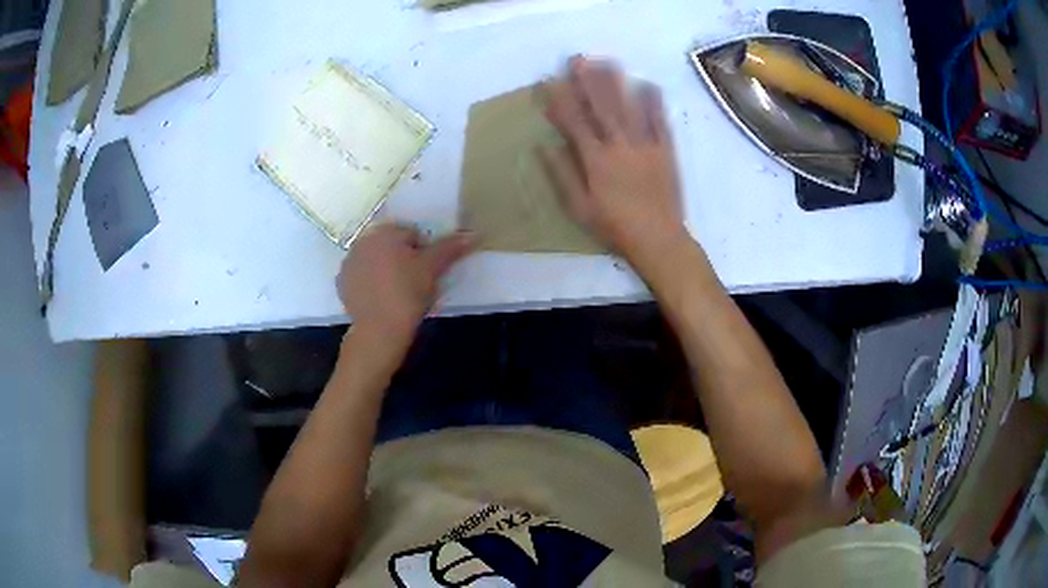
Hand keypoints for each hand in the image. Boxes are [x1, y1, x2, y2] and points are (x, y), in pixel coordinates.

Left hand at [337, 224, 473, 345]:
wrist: (379, 330)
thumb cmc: (408, 293)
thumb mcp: (433, 268)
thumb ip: (451, 247)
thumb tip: (474, 233)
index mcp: (385, 232)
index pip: (412, 234)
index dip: (424, 252)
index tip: (426, 272)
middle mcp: (362, 241)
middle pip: (391, 245)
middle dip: (402, 258)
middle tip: (414, 283)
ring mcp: (349, 262)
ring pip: (375, 260)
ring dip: (386, 269)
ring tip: (397, 293)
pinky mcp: (342, 283)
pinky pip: (362, 276)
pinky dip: (371, 283)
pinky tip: (381, 299)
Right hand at [543, 57, 687, 265]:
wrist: (658, 239)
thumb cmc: (614, 227)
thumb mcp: (579, 208)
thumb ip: (562, 174)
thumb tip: (544, 147)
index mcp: (596, 160)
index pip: (574, 122)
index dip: (560, 101)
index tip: (548, 82)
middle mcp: (619, 145)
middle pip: (601, 107)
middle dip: (587, 81)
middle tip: (577, 59)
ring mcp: (645, 145)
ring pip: (628, 108)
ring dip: (616, 83)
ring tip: (606, 62)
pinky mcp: (666, 151)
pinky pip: (660, 122)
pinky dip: (654, 102)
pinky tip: (647, 85)